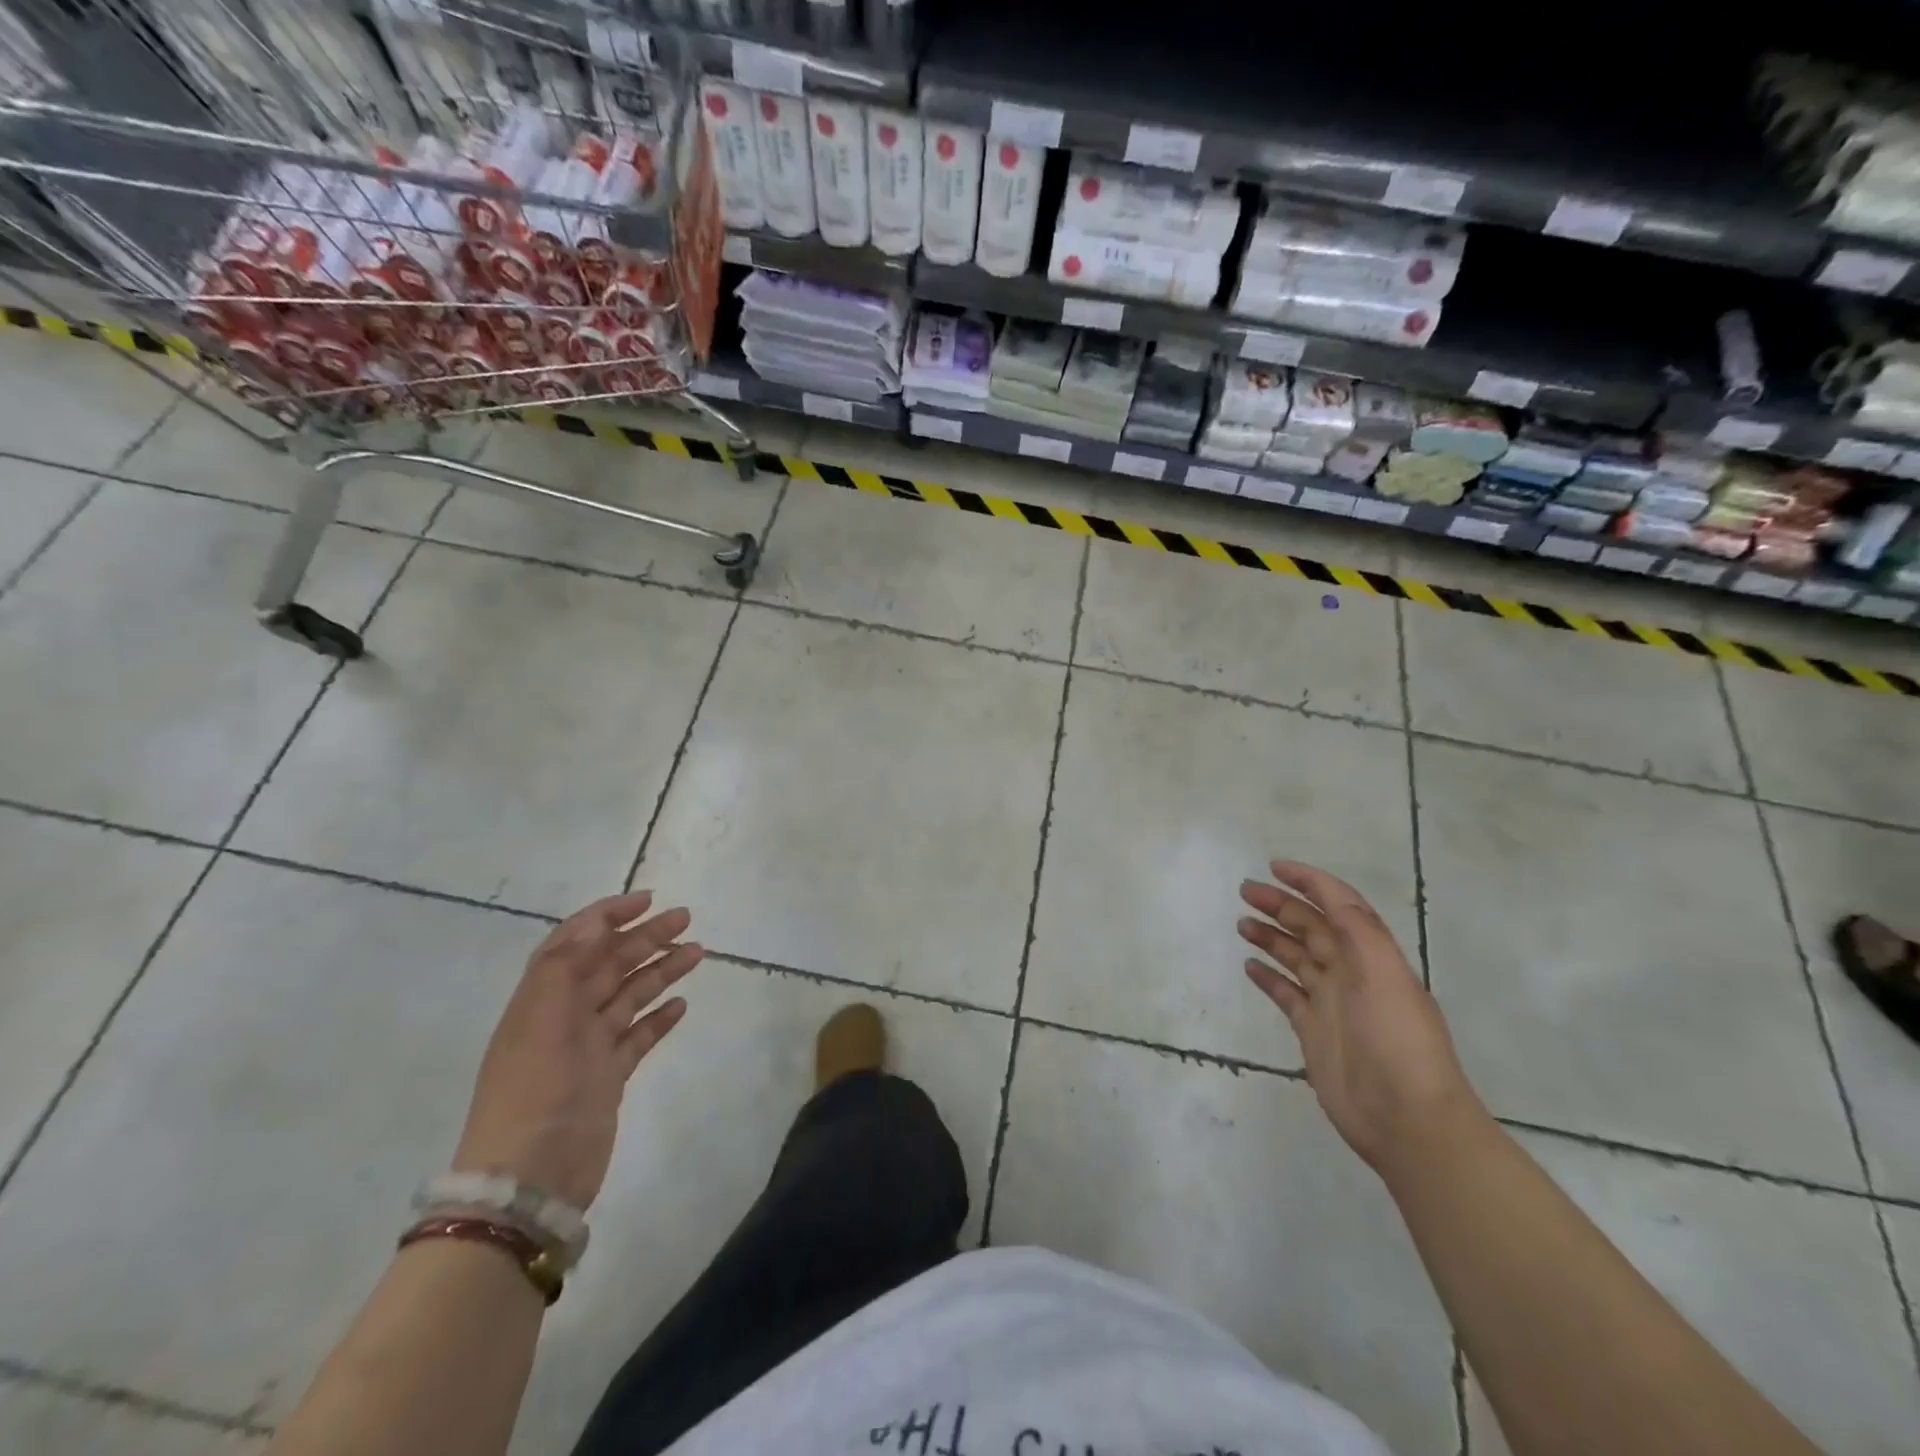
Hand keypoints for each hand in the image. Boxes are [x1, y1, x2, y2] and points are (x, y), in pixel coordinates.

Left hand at [452, 891, 702, 1209]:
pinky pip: (638, 1036)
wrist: (527, 1183)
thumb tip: (592, 924)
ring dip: (660, 971)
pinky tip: (681, 1005)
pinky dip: (658, 1017)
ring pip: (629, 996)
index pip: (574, 942)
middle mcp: (564, 1017)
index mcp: (542, 999)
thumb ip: (563, 968)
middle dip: (645, 937)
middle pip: (609, 964)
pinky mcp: (608, 1077)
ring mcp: (588, 1048)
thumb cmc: (534, 1095)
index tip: (647, 900)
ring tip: (698, 953)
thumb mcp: (541, 1022)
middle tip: (686, 919)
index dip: (607, 915)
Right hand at [1238, 861, 1484, 1176]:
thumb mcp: (1386, 976)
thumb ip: (1359, 931)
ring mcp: (1331, 1002)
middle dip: (1281, 905)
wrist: (1407, 1120)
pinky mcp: (1313, 1030)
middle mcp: (1351, 972)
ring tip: (1242, 923)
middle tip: (1245, 891)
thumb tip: (1329, 894)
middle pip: (1311, 927)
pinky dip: (1268, 977)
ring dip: (1271, 936)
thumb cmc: (1398, 1041)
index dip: (1310, 882)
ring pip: (1296, 957)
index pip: (1339, 905)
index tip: (1275, 867)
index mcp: (1371, 955)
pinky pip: (1286, 993)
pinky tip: (1249, 965)